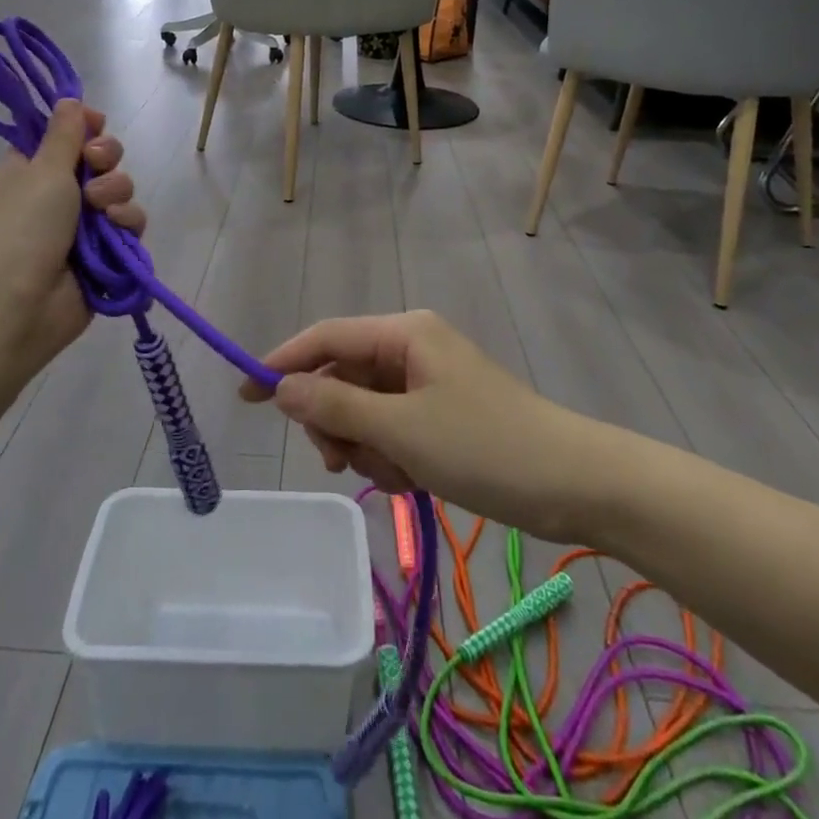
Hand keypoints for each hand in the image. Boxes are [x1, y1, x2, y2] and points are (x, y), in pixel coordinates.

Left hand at [0, 100, 143, 383]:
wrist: (19, 304)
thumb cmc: (23, 226)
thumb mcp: (43, 169)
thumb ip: (65, 133)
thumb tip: (70, 98)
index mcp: (33, 167)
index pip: (68, 134)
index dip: (86, 127)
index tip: (93, 125)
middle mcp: (59, 192)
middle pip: (102, 159)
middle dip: (106, 159)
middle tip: (94, 165)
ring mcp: (83, 223)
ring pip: (120, 190)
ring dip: (116, 193)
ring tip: (100, 210)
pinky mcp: (107, 251)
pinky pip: (130, 224)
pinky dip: (127, 224)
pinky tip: (116, 231)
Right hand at [243, 311, 587, 539]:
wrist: (573, 484)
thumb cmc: (484, 445)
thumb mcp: (401, 429)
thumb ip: (335, 406)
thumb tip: (281, 388)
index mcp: (404, 334)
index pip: (327, 336)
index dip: (283, 362)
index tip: (245, 395)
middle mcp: (412, 349)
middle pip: (343, 377)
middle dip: (336, 422)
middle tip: (341, 462)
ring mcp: (428, 383)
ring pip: (365, 410)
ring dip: (367, 447)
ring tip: (397, 475)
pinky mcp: (441, 416)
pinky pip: (392, 430)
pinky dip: (391, 456)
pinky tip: (413, 480)